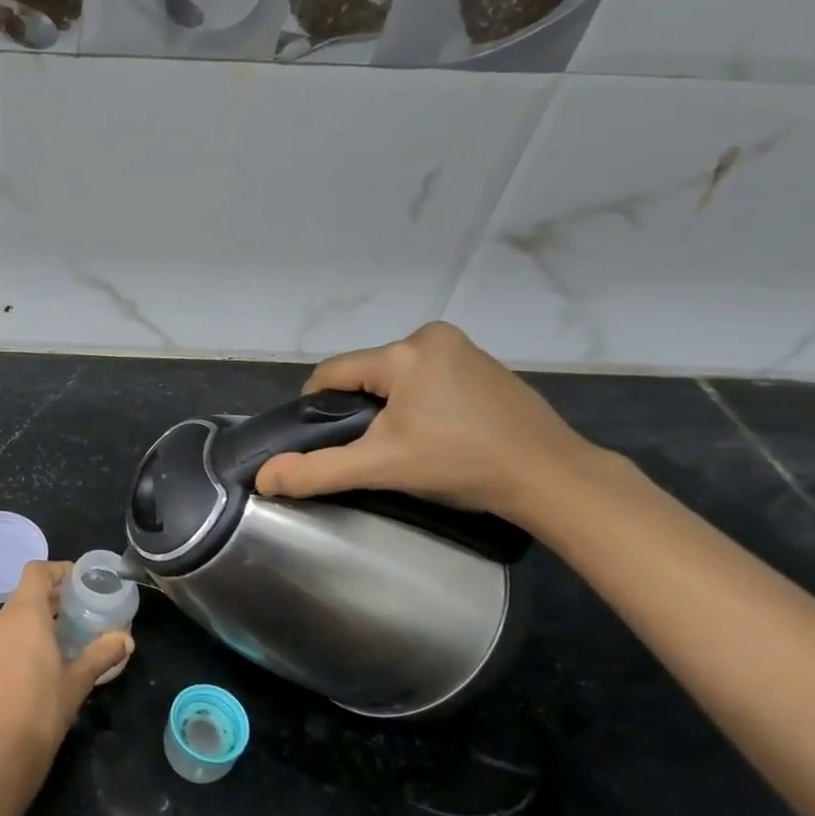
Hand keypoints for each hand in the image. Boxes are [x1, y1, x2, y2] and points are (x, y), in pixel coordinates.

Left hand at [0, 561, 132, 796]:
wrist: (1, 754)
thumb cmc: (43, 709)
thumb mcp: (79, 680)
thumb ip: (102, 653)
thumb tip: (126, 639)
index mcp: (24, 615)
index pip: (36, 571)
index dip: (58, 570)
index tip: (80, 583)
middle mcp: (0, 621)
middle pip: (25, 593)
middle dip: (52, 598)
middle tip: (80, 612)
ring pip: (13, 617)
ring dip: (37, 619)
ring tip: (64, 638)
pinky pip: (3, 638)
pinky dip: (22, 639)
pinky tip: (40, 664)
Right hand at [255, 321, 601, 524]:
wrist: (551, 477)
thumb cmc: (460, 464)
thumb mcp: (380, 468)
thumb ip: (317, 470)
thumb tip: (263, 478)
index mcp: (403, 353)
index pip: (331, 373)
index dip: (317, 408)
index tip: (325, 442)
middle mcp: (430, 337)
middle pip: (364, 374)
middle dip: (358, 409)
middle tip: (371, 449)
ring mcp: (462, 348)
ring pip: (395, 376)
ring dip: (387, 405)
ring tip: (405, 444)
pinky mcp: (484, 364)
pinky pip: (427, 377)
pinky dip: (419, 401)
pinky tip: (437, 433)